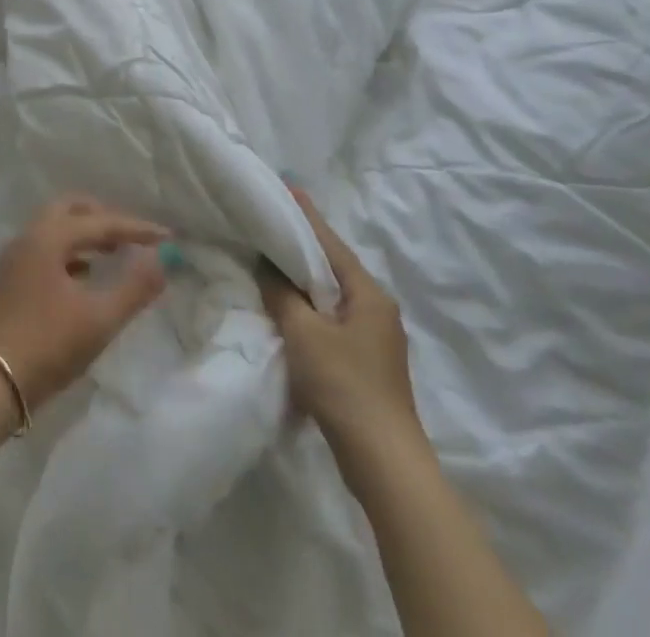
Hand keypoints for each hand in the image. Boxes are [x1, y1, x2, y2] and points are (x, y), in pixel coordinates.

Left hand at [0, 196, 169, 411]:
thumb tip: (161, 260)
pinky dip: (69, 252)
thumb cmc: (49, 344)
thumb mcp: (99, 319)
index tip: (167, 236)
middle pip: (69, 210)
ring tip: (113, 253)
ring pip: (54, 229)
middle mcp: (28, 237)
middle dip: (103, 218)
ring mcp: (14, 257)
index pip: (99, 222)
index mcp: (48, 237)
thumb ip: (134, 288)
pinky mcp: (10, 278)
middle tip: (131, 236)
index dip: (135, 228)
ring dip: (84, 234)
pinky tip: (85, 276)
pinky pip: (45, 249)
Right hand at [256, 186, 421, 463]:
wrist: (384, 462)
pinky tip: (283, 306)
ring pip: (329, 294)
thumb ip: (281, 292)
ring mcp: (373, 337)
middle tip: (266, 222)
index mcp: (368, 293)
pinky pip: (329, 318)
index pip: (329, 242)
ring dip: (300, 278)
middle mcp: (376, 308)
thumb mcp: (303, 332)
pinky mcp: (363, 361)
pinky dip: (306, 306)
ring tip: (266, 258)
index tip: (286, 187)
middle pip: (331, 265)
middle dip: (299, 245)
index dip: (305, 216)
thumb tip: (266, 264)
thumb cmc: (344, 385)